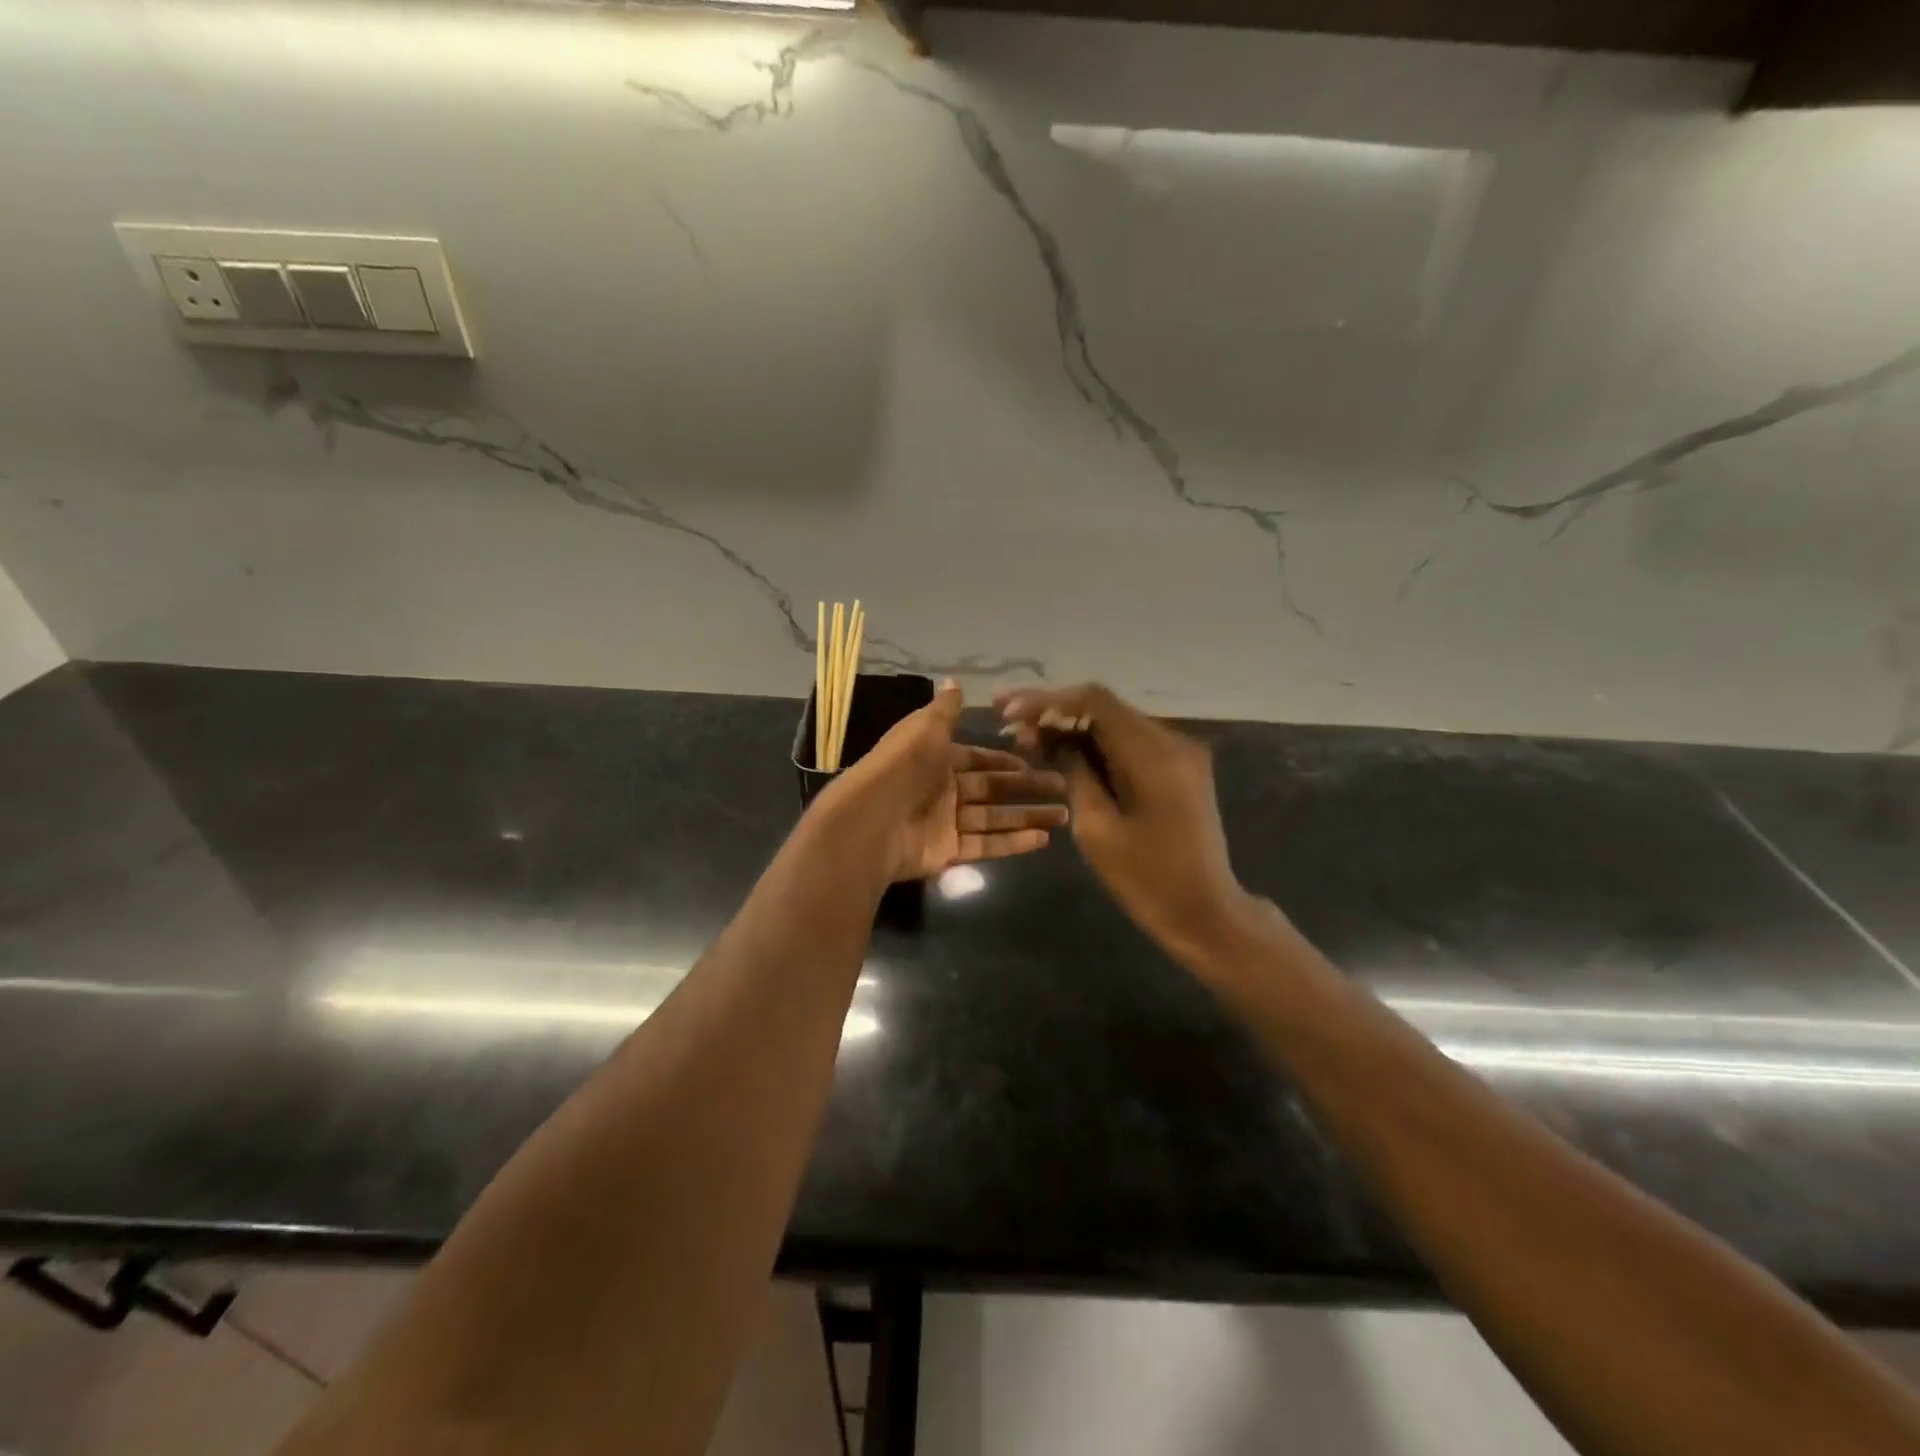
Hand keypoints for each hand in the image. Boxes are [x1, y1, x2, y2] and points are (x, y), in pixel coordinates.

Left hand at [823, 681, 1068, 882]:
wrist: (871, 819)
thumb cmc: (903, 766)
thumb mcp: (925, 728)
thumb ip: (945, 710)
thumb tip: (955, 681)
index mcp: (936, 759)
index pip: (977, 759)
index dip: (1005, 760)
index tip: (1035, 761)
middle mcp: (943, 790)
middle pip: (992, 789)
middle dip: (1027, 788)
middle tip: (1063, 788)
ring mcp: (946, 823)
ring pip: (995, 818)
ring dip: (1028, 816)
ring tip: (1064, 816)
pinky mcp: (948, 852)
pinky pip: (986, 845)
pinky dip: (1014, 843)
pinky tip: (1043, 839)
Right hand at [996, 683, 1253, 962]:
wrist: (1206, 912)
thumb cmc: (1147, 879)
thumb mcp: (1096, 829)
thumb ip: (1073, 772)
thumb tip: (1048, 736)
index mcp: (1154, 754)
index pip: (1095, 701)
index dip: (1047, 700)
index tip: (1007, 711)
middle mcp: (1172, 740)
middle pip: (1105, 708)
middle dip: (1055, 712)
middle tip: (1008, 722)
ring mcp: (1180, 752)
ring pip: (1115, 723)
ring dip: (1072, 727)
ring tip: (1027, 737)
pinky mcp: (1179, 767)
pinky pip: (1130, 742)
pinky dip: (1095, 744)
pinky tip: (1063, 752)